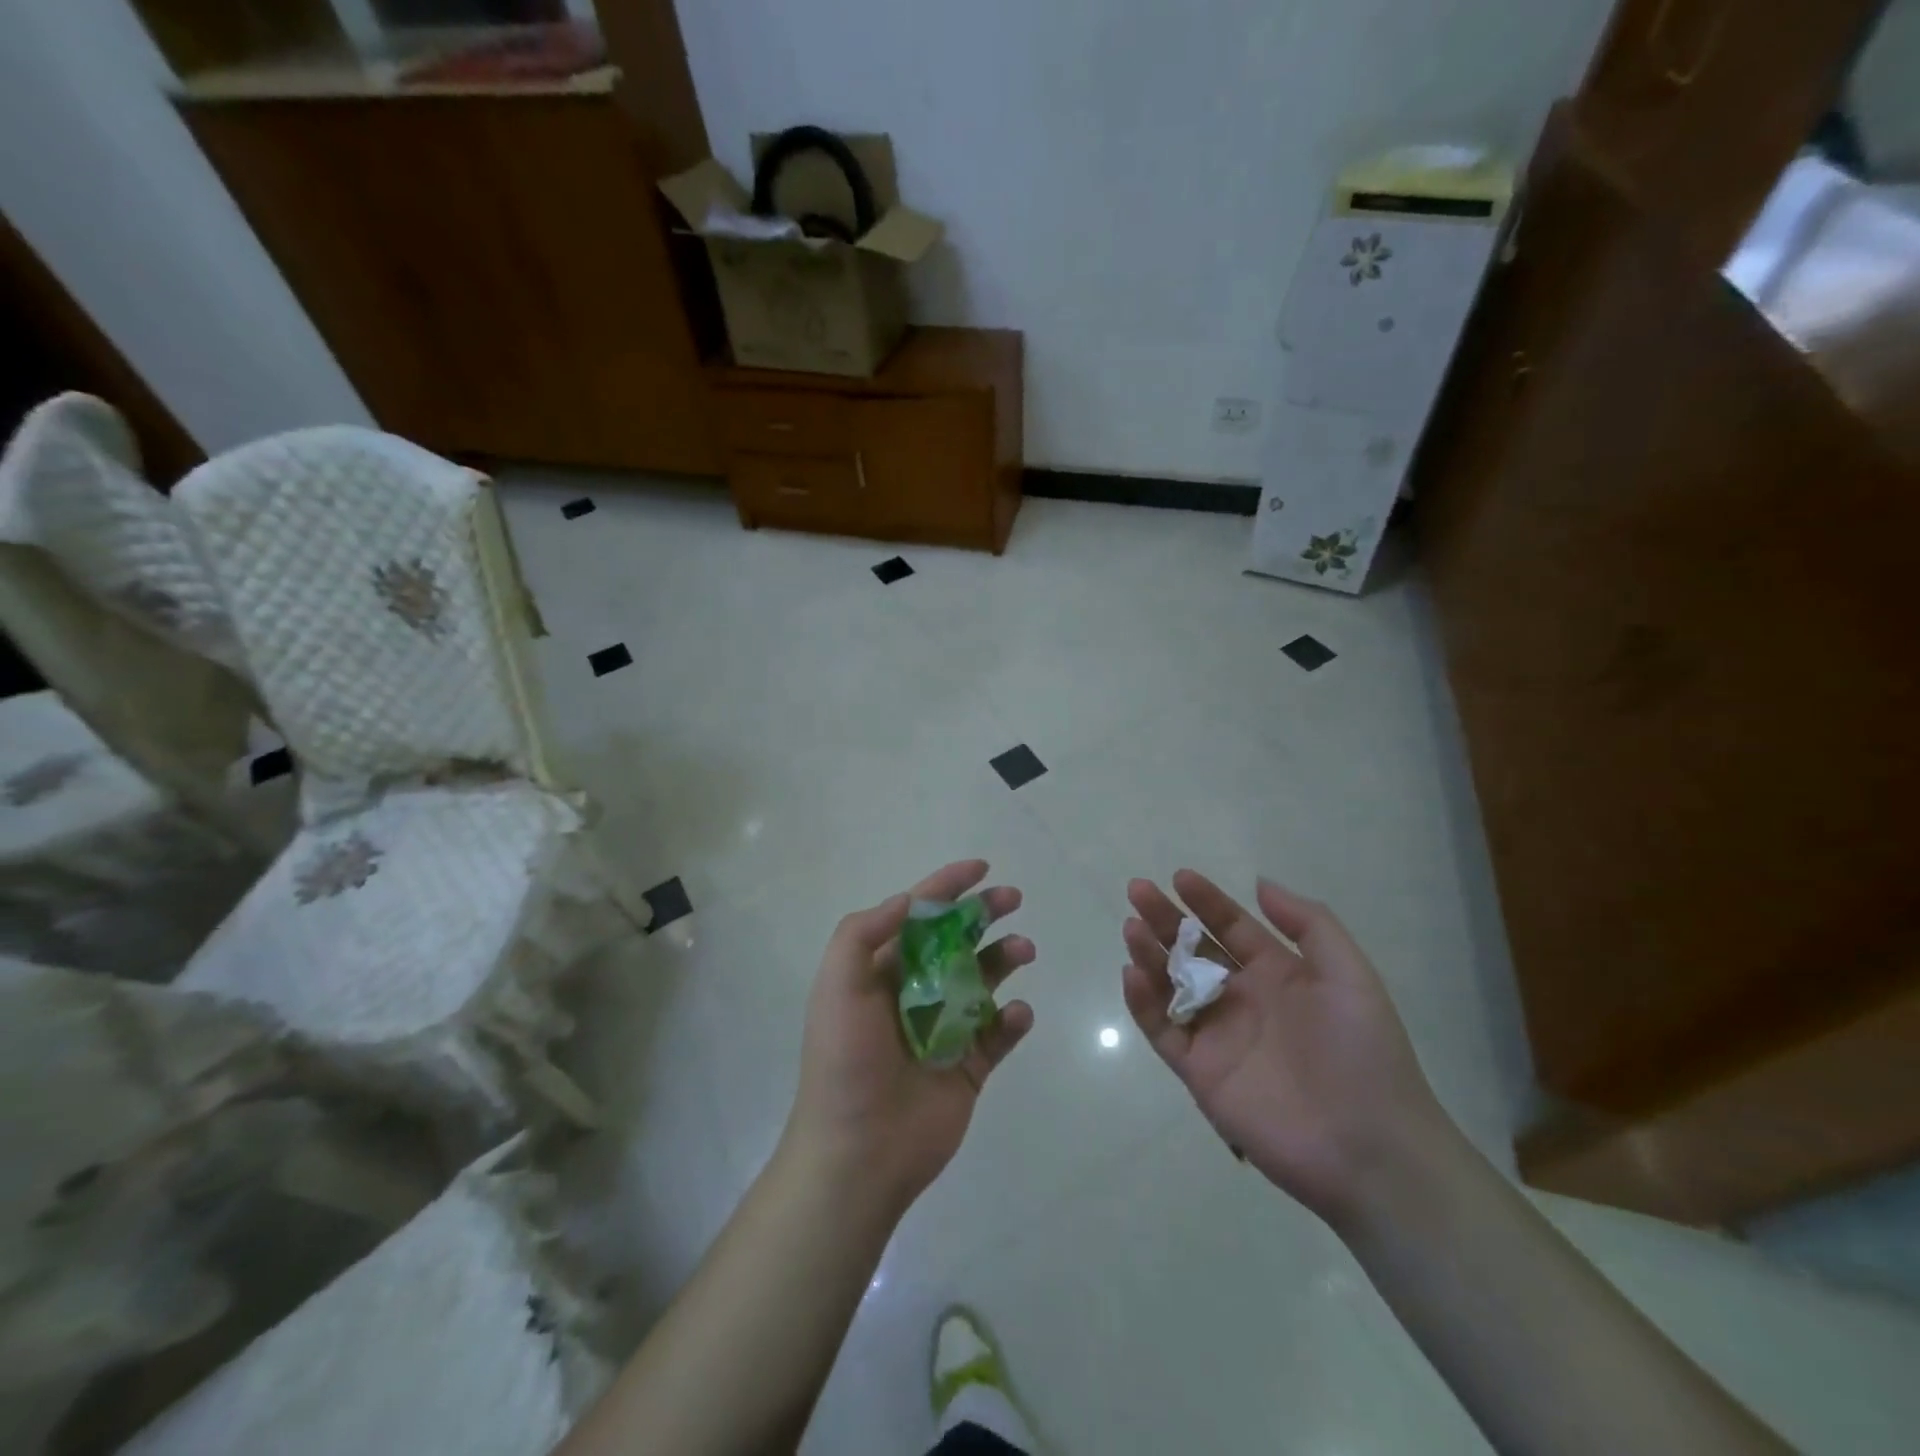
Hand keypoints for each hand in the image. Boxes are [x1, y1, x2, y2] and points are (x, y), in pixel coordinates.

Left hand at [784, 860, 1036, 1215]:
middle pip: (957, 941)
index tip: (982, 868)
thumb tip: (907, 901)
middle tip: (1013, 899)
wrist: (859, 1152)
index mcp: (881, 972)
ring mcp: (945, 1030)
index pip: (918, 917)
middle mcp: (915, 993)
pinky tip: (1017, 1014)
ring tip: (1023, 950)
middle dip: (984, 915)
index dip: (947, 887)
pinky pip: (999, 1033)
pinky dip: (1014, 1019)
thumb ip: (863, 932)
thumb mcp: (838, 984)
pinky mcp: (969, 1067)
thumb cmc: (846, 1060)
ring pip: (985, 981)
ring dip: (1005, 959)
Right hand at [1121, 870, 1444, 1228]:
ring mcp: (1218, 1036)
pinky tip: (1133, 974)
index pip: (1233, 928)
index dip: (1207, 901)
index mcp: (1278, 975)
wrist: (1369, 1149)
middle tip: (1138, 890)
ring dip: (1149, 954)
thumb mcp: (1349, 976)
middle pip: (1194, 950)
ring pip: (1171, 985)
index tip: (1179, 877)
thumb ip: (1309, 924)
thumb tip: (1260, 883)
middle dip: (1166, 919)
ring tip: (1132, 927)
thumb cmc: (1362, 1053)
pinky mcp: (1200, 1072)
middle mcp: (1243, 999)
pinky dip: (1143, 1003)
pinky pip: (1163, 1031)